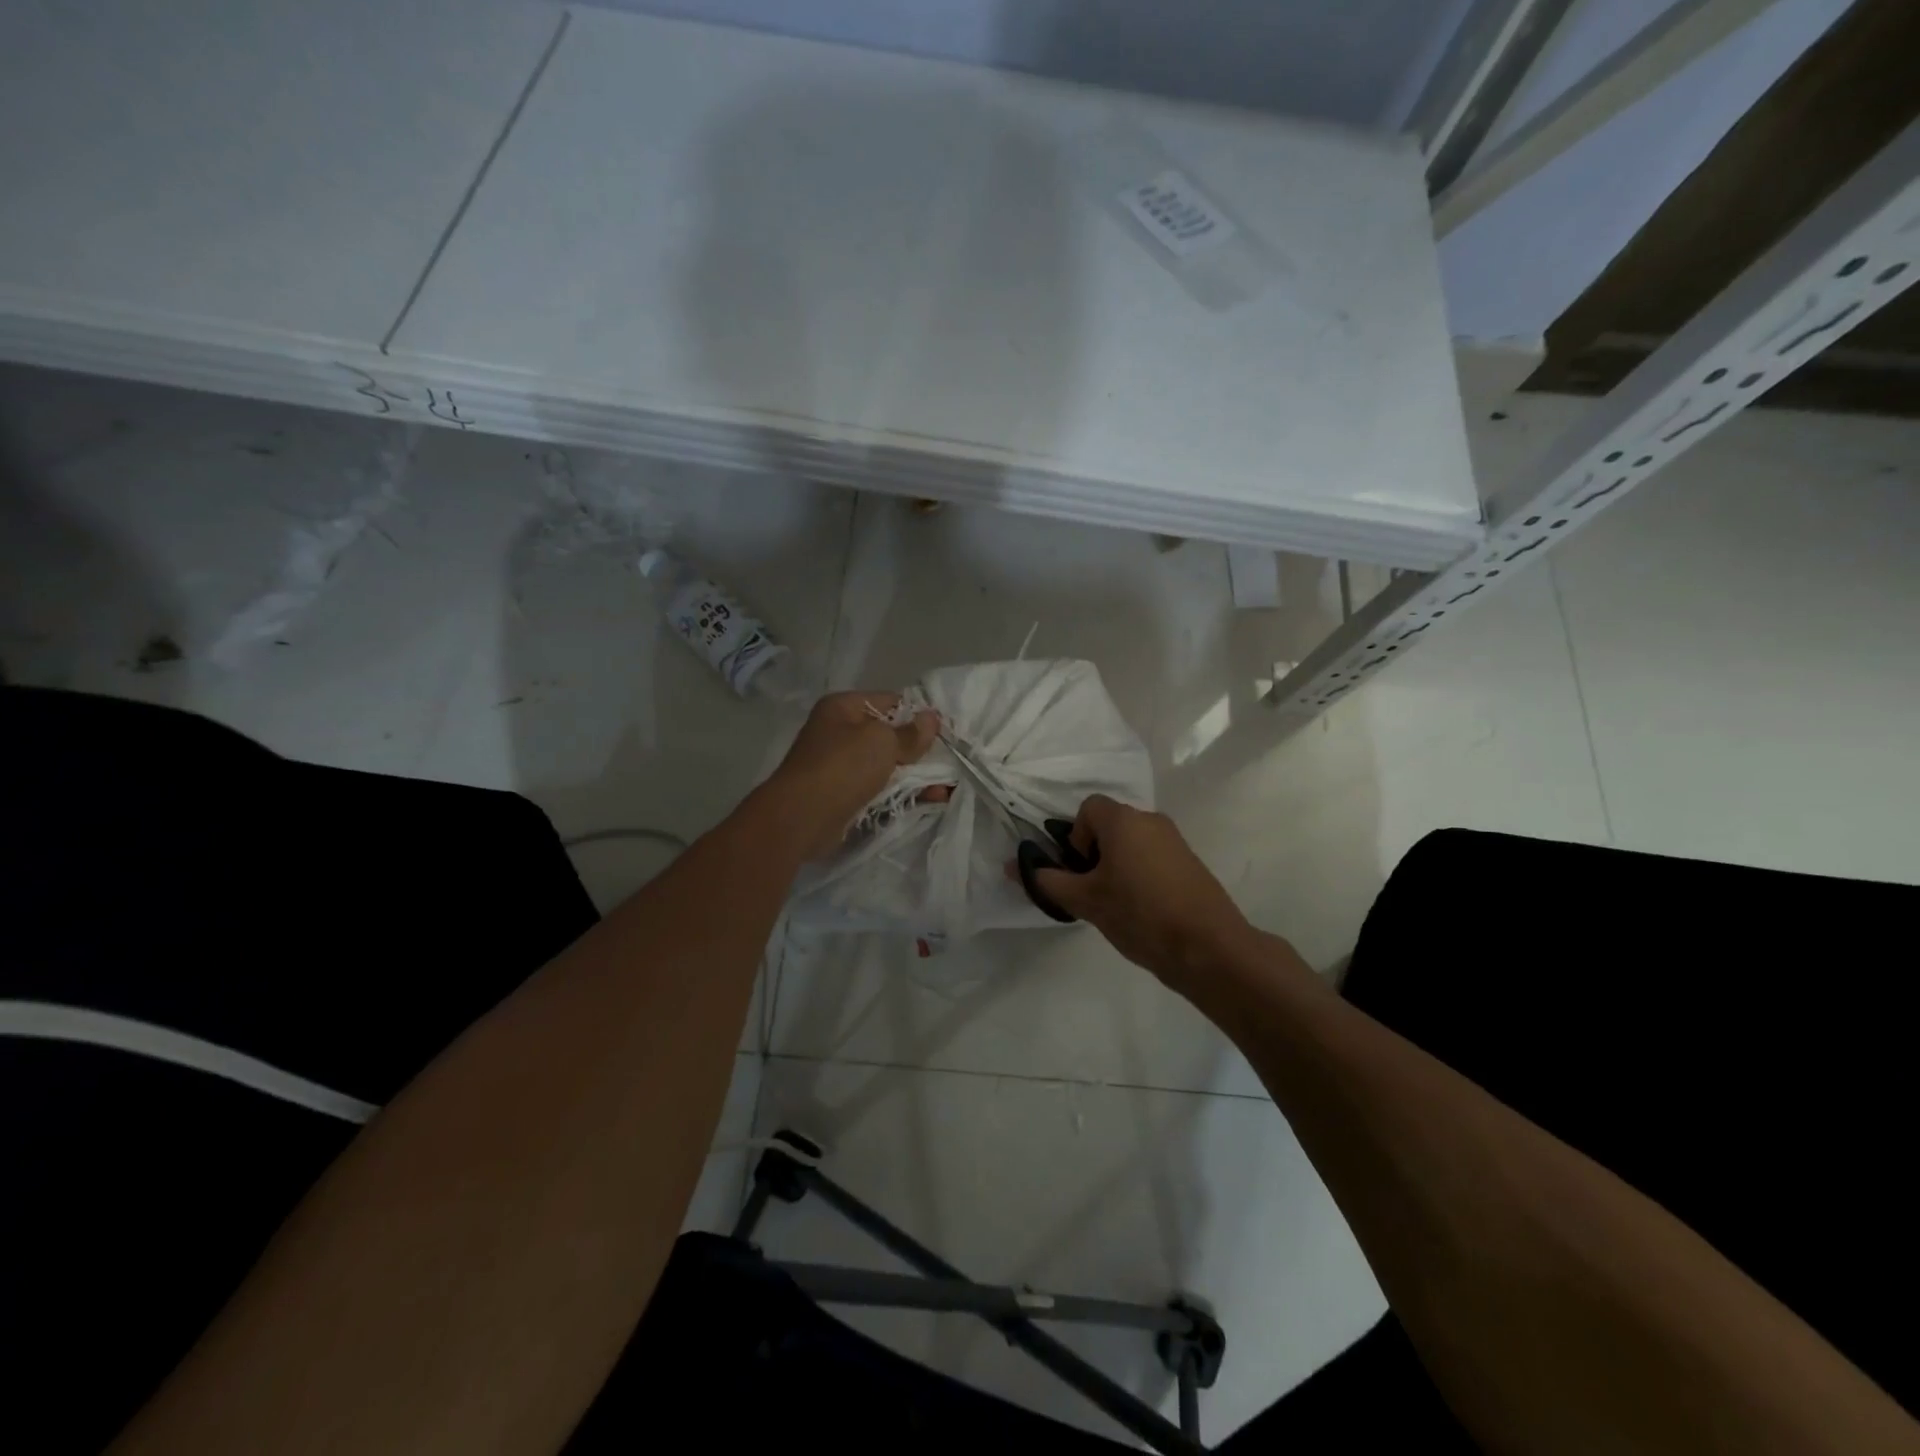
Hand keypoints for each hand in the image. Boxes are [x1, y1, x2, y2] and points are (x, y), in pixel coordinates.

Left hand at [765, 691, 940, 857]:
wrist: (802, 817)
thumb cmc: (843, 766)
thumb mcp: (882, 741)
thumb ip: (910, 733)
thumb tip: (931, 718)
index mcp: (843, 708)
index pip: (890, 702)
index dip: (918, 715)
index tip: (944, 731)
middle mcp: (839, 732)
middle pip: (889, 736)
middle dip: (920, 750)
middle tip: (951, 761)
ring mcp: (841, 766)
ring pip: (888, 766)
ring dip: (917, 776)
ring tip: (948, 788)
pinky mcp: (845, 795)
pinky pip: (880, 789)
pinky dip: (903, 793)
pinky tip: (931, 800)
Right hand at [1028, 794, 1256, 988]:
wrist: (1208, 948)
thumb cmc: (1139, 914)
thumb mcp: (1085, 900)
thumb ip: (1047, 881)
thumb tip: (1011, 866)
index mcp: (1124, 820)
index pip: (1087, 808)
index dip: (1076, 837)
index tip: (1081, 871)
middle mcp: (1150, 820)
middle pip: (1110, 825)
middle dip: (1095, 854)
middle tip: (1093, 892)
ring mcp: (1175, 841)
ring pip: (1132, 843)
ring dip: (1117, 866)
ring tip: (1117, 905)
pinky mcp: (1190, 863)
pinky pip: (1153, 857)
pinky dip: (1140, 875)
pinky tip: (1143, 911)